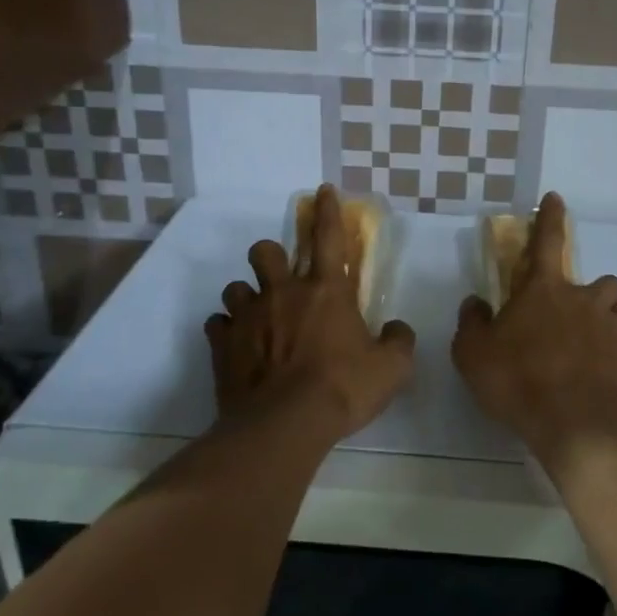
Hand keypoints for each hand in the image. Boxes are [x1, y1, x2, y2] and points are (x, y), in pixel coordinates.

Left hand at [204, 185, 413, 439]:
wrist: (285, 425)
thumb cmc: (343, 388)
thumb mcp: (391, 368)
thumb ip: (398, 341)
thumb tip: (397, 329)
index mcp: (326, 290)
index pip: (328, 237)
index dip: (328, 210)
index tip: (323, 190)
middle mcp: (284, 293)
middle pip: (265, 251)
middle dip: (271, 257)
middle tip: (281, 279)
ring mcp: (248, 317)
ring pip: (235, 287)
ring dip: (247, 296)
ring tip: (256, 316)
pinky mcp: (222, 345)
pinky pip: (217, 325)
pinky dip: (226, 331)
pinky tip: (236, 346)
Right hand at [452, 192, 616, 467]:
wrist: (572, 424)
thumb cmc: (517, 381)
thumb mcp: (472, 353)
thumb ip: (472, 322)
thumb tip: (476, 302)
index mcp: (545, 291)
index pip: (548, 241)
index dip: (551, 218)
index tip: (556, 198)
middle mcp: (586, 302)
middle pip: (607, 282)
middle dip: (599, 294)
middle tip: (583, 316)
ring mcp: (616, 331)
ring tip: (609, 340)